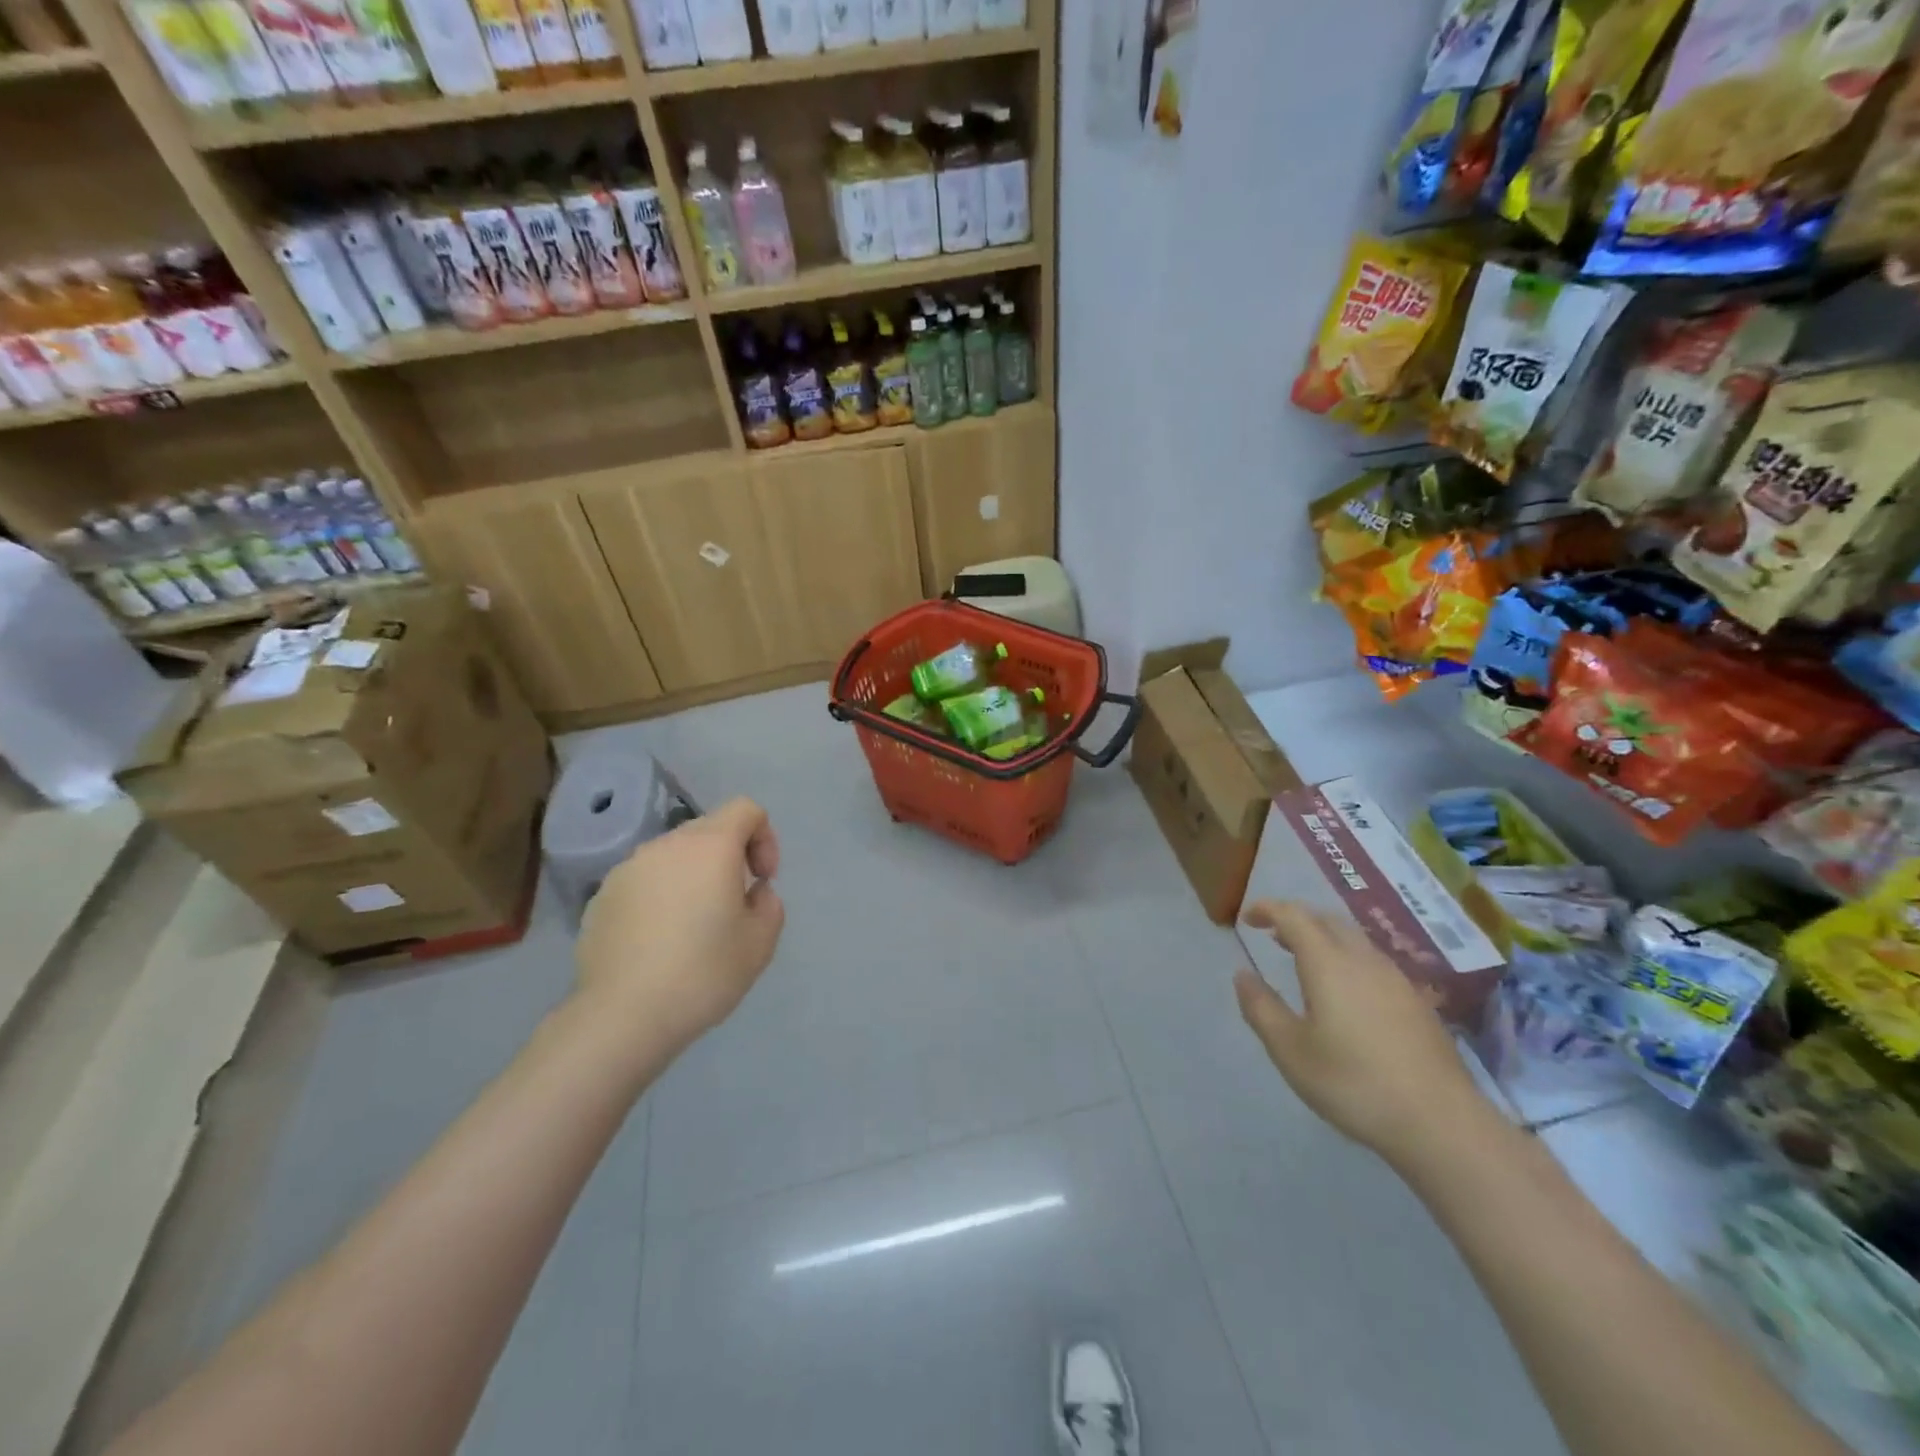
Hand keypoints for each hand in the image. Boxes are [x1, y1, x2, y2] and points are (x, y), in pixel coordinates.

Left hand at [574, 797, 784, 1054]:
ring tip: (694, 926)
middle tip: (734, 904)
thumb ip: (768, 904)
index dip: (765, 837)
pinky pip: (645, 882)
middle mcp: (666, 845)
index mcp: (710, 846)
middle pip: (709, 830)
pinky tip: (659, 943)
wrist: (622, 1016)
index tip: (762, 879)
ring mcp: (628, 869)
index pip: (745, 809)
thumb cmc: (703, 972)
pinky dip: (661, 897)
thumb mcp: (760, 941)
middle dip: (730, 857)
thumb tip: (751, 892)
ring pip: (674, 857)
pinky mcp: (602, 897)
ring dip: (693, 877)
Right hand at [1234, 900, 1486, 1165]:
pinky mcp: (1417, 1002)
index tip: (1247, 918)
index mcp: (1328, 963)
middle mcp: (1363, 959)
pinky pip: (1373, 961)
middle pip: (1327, 920)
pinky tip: (1345, 991)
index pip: (1294, 916)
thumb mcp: (1290, 1050)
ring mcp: (1396, 979)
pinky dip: (1347, 958)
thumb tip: (1243, 975)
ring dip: (1323, 937)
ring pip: (1354, 939)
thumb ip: (1261, 1008)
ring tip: (1304, 960)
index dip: (1268, 909)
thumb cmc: (1353, 1083)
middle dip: (1297, 919)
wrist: (1441, 1123)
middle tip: (1273, 934)